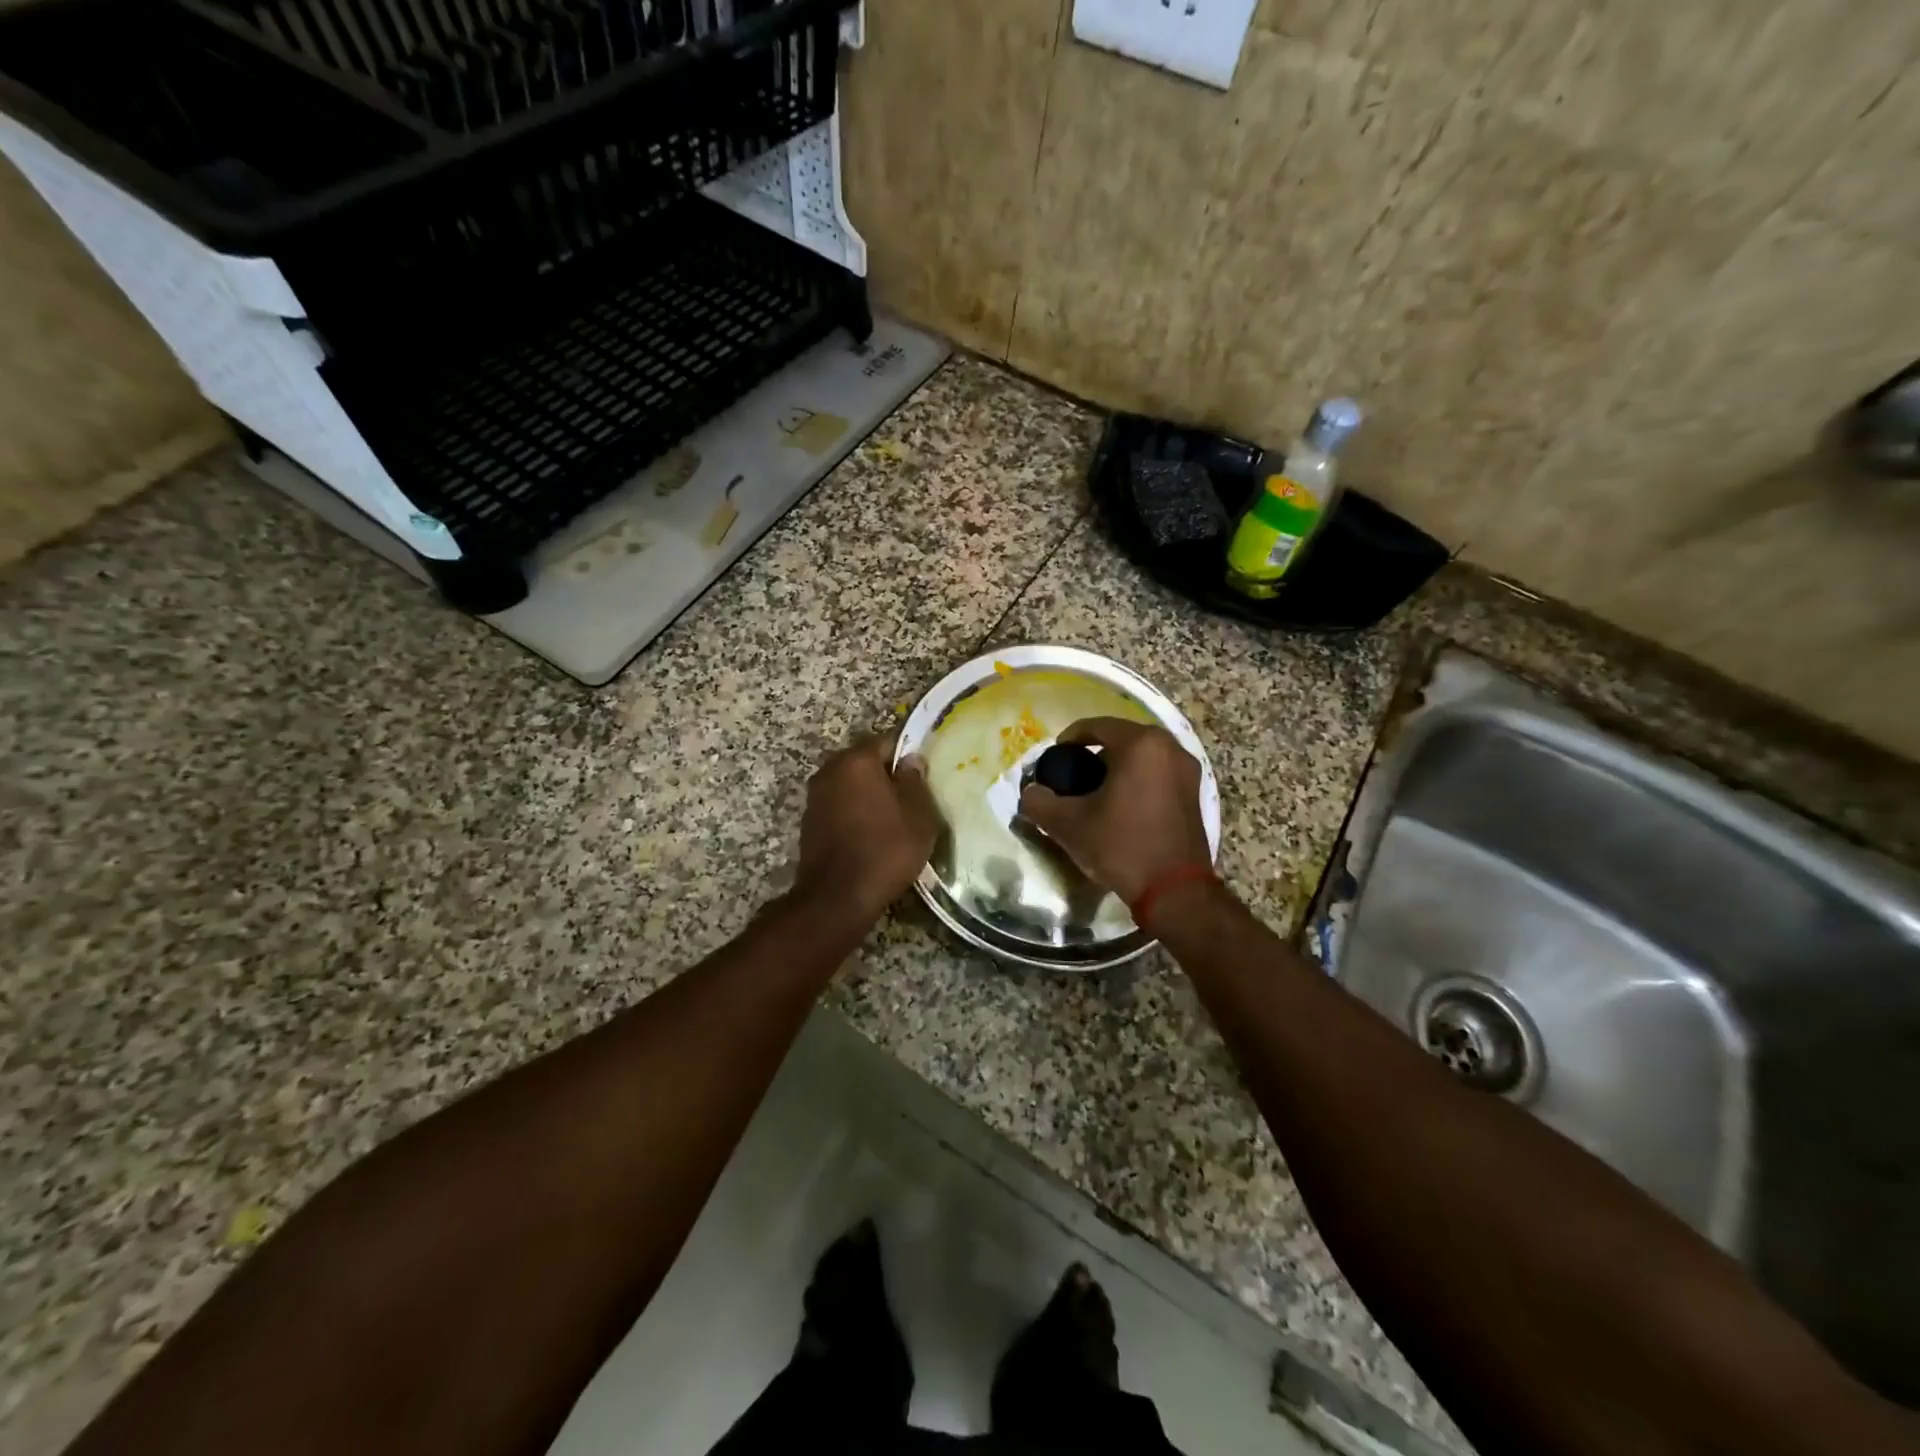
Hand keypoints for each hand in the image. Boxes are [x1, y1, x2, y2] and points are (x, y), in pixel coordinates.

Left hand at [793, 732, 939, 921]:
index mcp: (857, 760)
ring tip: (893, 816)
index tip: (923, 773)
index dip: (908, 754)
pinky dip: (855, 811)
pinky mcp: (809, 821)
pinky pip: (840, 805)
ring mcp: (815, 796)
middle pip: (865, 761)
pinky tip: (871, 832)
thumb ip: (915, 781)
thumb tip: (911, 760)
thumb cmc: (885, 850)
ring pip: (851, 784)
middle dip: (887, 774)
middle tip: (912, 796)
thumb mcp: (918, 816)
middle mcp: (830, 769)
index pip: (888, 741)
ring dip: (869, 794)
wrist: (837, 897)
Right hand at [1018, 717, 1210, 904]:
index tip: (1055, 757)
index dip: (1070, 738)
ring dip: (1118, 767)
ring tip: (1095, 792)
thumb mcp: (1069, 824)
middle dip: (1095, 753)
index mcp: (1142, 744)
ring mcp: (1188, 771)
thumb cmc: (1122, 846)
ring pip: (1143, 757)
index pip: (1097, 726)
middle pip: (1122, 738)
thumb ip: (1039, 802)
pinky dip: (1138, 780)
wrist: (1175, 892)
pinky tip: (1121, 806)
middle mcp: (1170, 748)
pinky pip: (1158, 774)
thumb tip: (1030, 793)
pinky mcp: (1195, 794)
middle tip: (1072, 775)